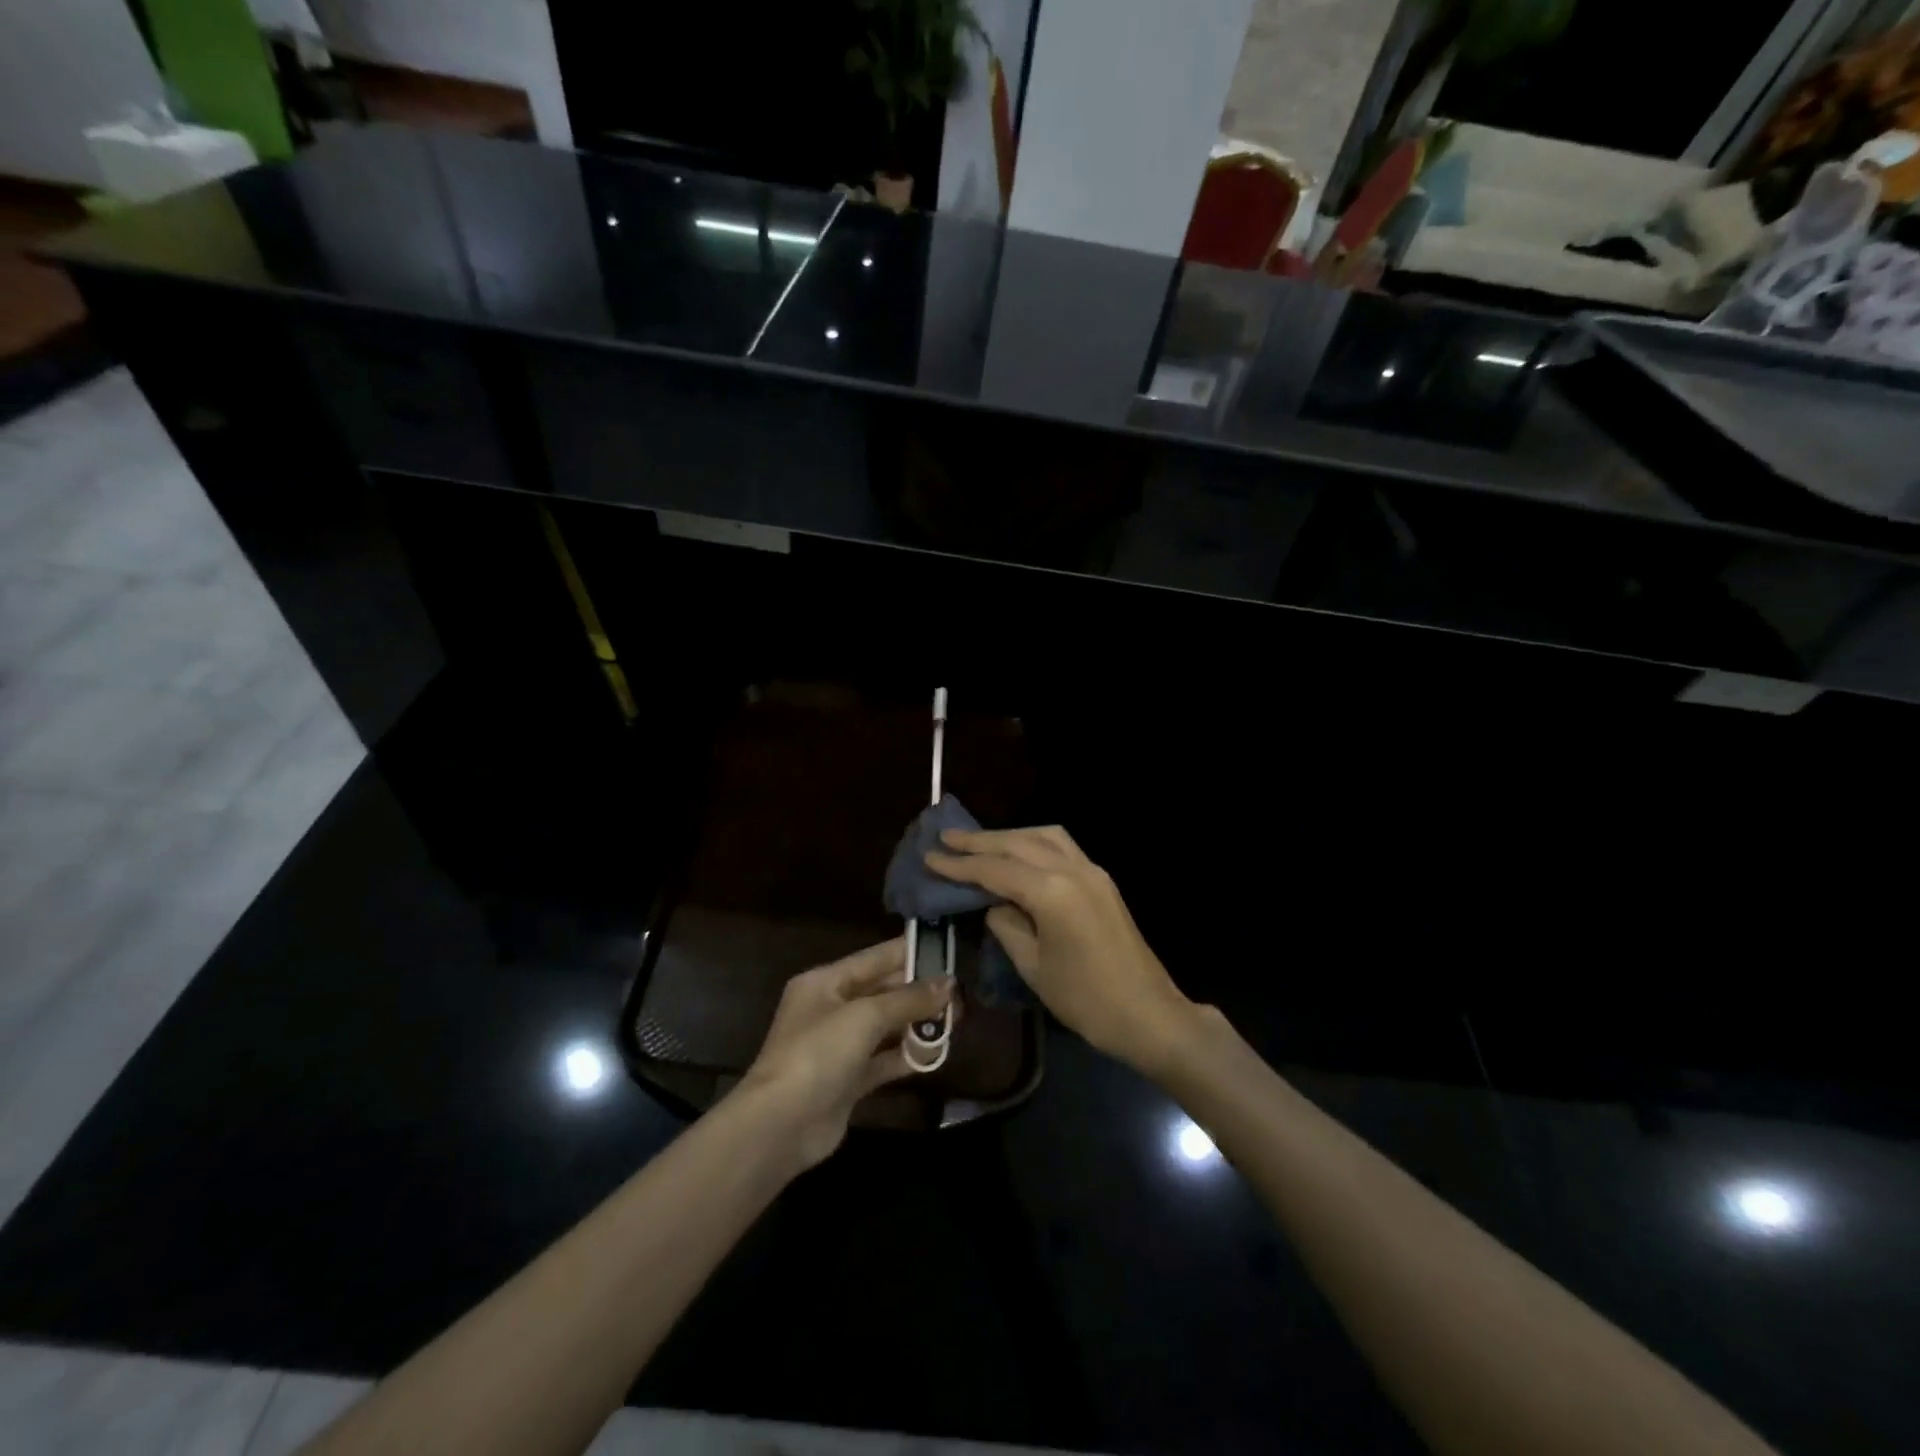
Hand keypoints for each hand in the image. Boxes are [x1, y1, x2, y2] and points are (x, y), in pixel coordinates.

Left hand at [737, 938, 951, 1169]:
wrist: (781, 1126)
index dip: (909, 953)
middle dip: (919, 992)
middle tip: (960, 993)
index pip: (874, 958)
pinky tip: (936, 1054)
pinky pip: (884, 1060)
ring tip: (957, 1020)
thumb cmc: (818, 1054)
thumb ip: (908, 999)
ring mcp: (839, 1047)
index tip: (947, 950)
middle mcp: (831, 1009)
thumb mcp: (865, 1016)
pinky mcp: (848, 1080)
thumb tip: (949, 984)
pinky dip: (907, 1056)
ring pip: (886, 1027)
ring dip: (917, 1024)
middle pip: (882, 992)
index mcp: (825, 982)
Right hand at [927, 827, 1197, 1075]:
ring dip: (1009, 836)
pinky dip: (1034, 843)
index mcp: (1052, 891)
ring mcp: (1092, 871)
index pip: (996, 869)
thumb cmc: (1085, 999)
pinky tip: (1018, 853)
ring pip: (1044, 836)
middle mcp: (1073, 869)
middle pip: (1018, 843)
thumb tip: (995, 903)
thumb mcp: (1034, 966)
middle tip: (946, 837)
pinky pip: (1062, 847)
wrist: (1148, 1014)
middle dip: (980, 840)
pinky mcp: (1101, 880)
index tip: (930, 856)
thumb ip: (1007, 925)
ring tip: (979, 842)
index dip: (960, 865)